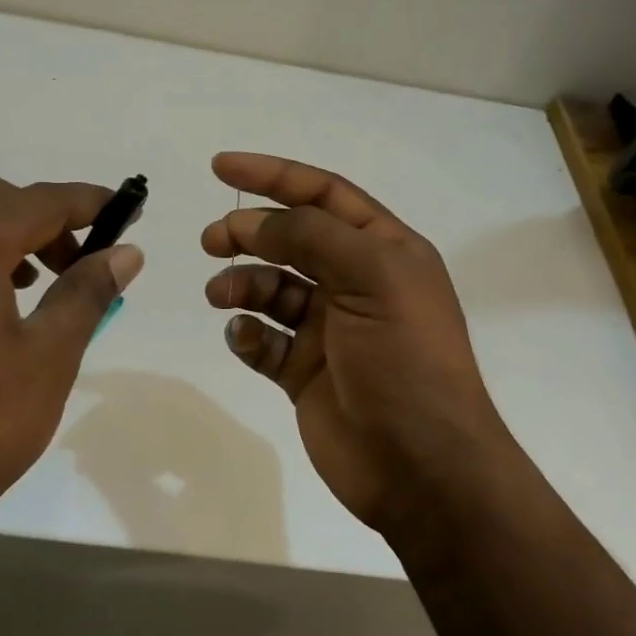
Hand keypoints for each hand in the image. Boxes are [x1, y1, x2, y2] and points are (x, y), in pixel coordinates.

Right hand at [202, 153, 511, 532]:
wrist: (423, 469)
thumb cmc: (406, 361)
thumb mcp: (373, 279)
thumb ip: (312, 237)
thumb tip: (254, 221)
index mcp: (384, 251)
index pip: (324, 194)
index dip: (274, 175)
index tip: (221, 167)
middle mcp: (357, 283)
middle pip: (291, 239)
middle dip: (249, 232)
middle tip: (212, 241)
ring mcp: (329, 329)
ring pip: (272, 288)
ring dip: (243, 284)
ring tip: (221, 295)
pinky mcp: (304, 372)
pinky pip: (264, 340)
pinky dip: (248, 333)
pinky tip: (246, 338)